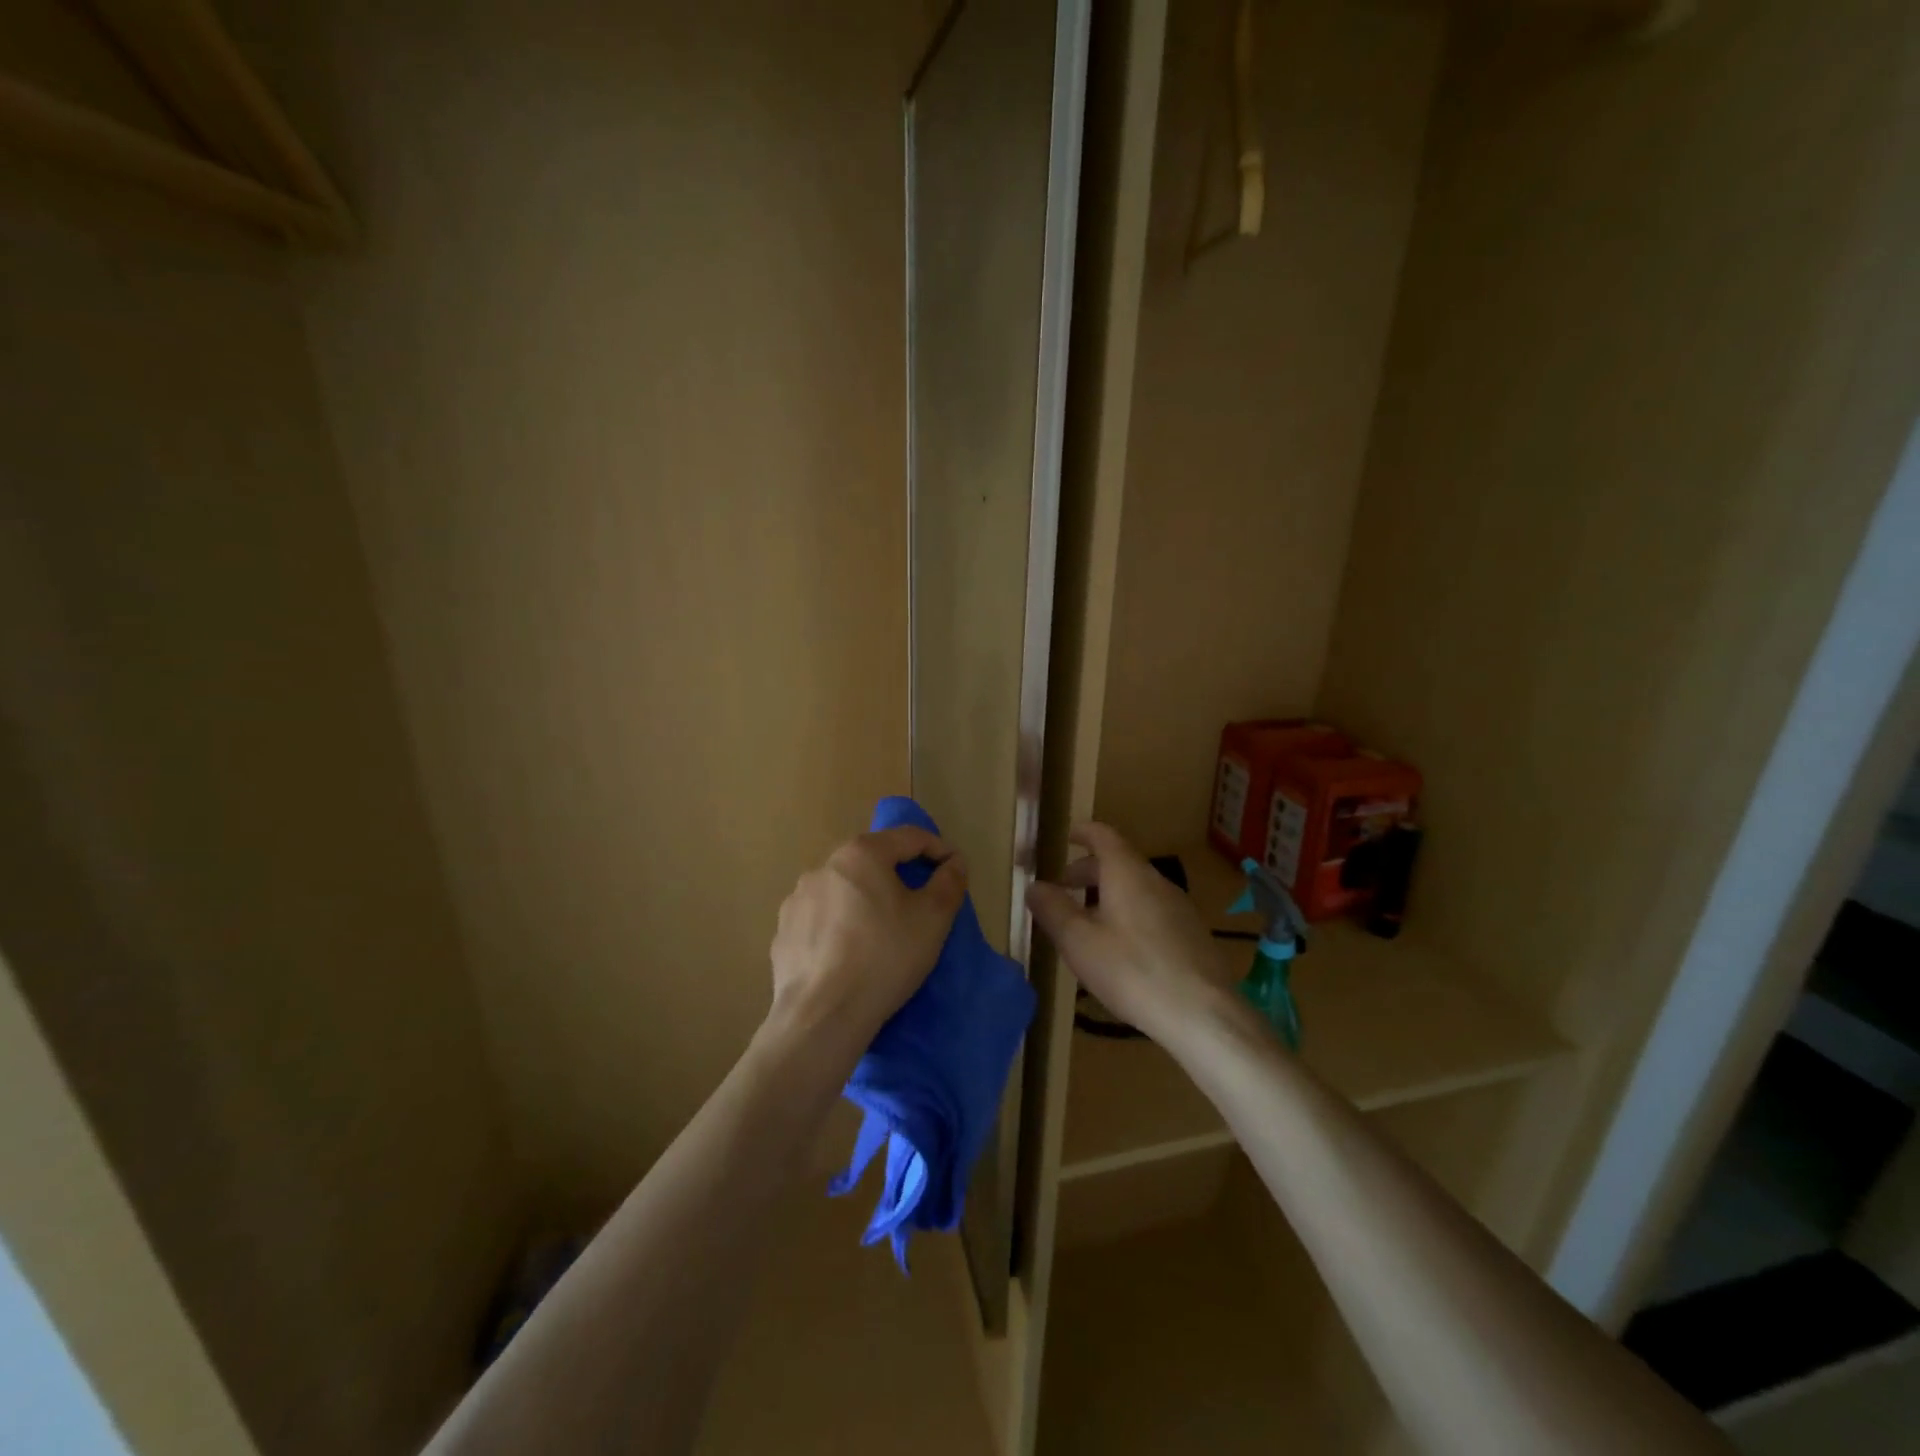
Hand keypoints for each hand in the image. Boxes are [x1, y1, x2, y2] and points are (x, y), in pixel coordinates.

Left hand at [768, 826, 967, 1053]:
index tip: (955, 871)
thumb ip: (949, 882)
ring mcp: (797, 899)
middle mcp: (824, 866)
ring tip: (881, 933)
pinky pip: (821, 918)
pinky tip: (849, 954)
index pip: (910, 837)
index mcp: (861, 854)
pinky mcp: (783, 931)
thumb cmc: (885, 957)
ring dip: (866, 900)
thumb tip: (953, 863)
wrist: (822, 1016)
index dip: (939, 850)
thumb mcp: (933, 918)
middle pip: (873, 860)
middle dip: (900, 876)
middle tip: (921, 904)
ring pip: (844, 889)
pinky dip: (840, 926)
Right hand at [1026, 823, 1234, 1038]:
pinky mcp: (1192, 934)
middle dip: (1089, 870)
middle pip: (1120, 862)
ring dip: (1109, 894)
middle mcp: (1156, 880)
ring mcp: (1179, 907)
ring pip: (1137, 887)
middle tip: (1065, 888)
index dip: (1083, 832)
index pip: (1103, 835)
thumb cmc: (1131, 970)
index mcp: (1126, 873)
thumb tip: (1034, 885)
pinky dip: (1129, 913)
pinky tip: (1121, 947)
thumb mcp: (1078, 941)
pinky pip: (1152, 909)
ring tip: (1088, 921)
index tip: (1067, 836)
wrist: (1202, 1013)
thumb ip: (1053, 909)